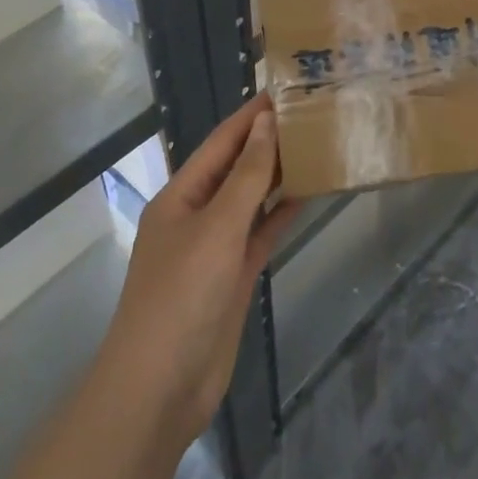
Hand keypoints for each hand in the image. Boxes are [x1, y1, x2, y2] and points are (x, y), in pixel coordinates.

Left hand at [97, 93, 297, 443]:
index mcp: (181, 196)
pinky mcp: (234, 275)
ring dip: (279, 174)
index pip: (221, 142)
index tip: (286, 88)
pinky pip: (261, 232)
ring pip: (252, 198)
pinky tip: (309, 194)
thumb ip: (246, 176)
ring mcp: (216, 247)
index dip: (251, 115)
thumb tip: (266, 122)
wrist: (160, 390)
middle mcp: (197, 214)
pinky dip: (281, 213)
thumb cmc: (181, 297)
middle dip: (268, 141)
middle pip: (237, 167)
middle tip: (312, 113)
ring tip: (317, 145)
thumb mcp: (216, 228)